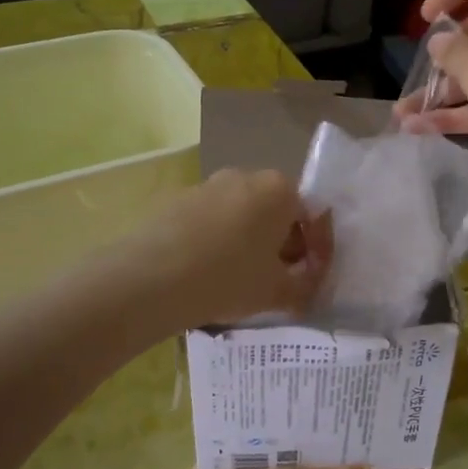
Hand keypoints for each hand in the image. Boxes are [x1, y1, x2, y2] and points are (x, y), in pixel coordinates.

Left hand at [119, 169, 332, 329]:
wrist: (150, 278)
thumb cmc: (228, 278)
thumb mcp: (277, 292)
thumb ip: (304, 288)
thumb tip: (308, 288)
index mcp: (279, 189)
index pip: (311, 217)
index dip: (317, 251)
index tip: (312, 278)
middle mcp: (245, 176)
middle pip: (275, 211)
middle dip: (283, 244)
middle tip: (279, 279)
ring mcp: (207, 185)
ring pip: (242, 215)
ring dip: (249, 242)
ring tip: (241, 279)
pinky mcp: (176, 200)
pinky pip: (211, 221)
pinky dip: (218, 241)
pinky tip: (208, 272)